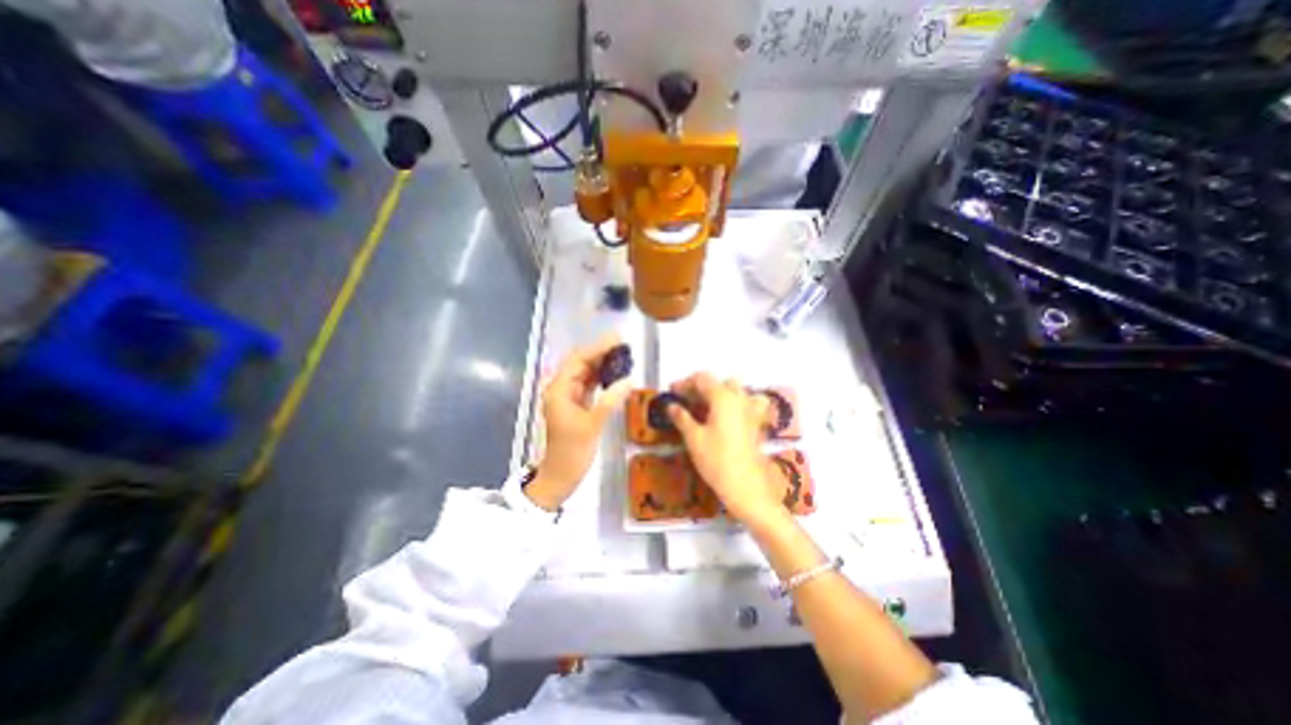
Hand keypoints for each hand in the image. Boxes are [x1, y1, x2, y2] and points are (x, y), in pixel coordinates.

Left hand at [527, 336, 632, 508]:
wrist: (560, 476)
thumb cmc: (571, 452)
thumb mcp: (591, 426)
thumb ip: (609, 401)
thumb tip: (628, 380)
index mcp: (559, 389)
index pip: (578, 360)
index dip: (598, 347)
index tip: (617, 339)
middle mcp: (562, 388)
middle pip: (582, 363)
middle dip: (601, 352)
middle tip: (624, 345)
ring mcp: (569, 397)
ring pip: (586, 373)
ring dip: (603, 364)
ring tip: (624, 355)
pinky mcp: (577, 405)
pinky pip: (590, 385)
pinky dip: (603, 378)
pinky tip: (616, 374)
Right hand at [666, 377, 774, 524]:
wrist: (746, 486)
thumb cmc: (716, 460)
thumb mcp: (693, 438)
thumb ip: (682, 417)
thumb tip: (671, 406)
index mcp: (723, 397)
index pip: (702, 379)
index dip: (684, 383)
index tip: (672, 392)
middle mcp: (739, 398)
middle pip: (718, 382)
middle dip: (700, 388)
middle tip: (685, 401)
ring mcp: (751, 410)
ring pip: (735, 390)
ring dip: (719, 393)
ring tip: (705, 406)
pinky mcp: (756, 423)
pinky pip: (749, 403)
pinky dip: (738, 403)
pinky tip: (729, 415)